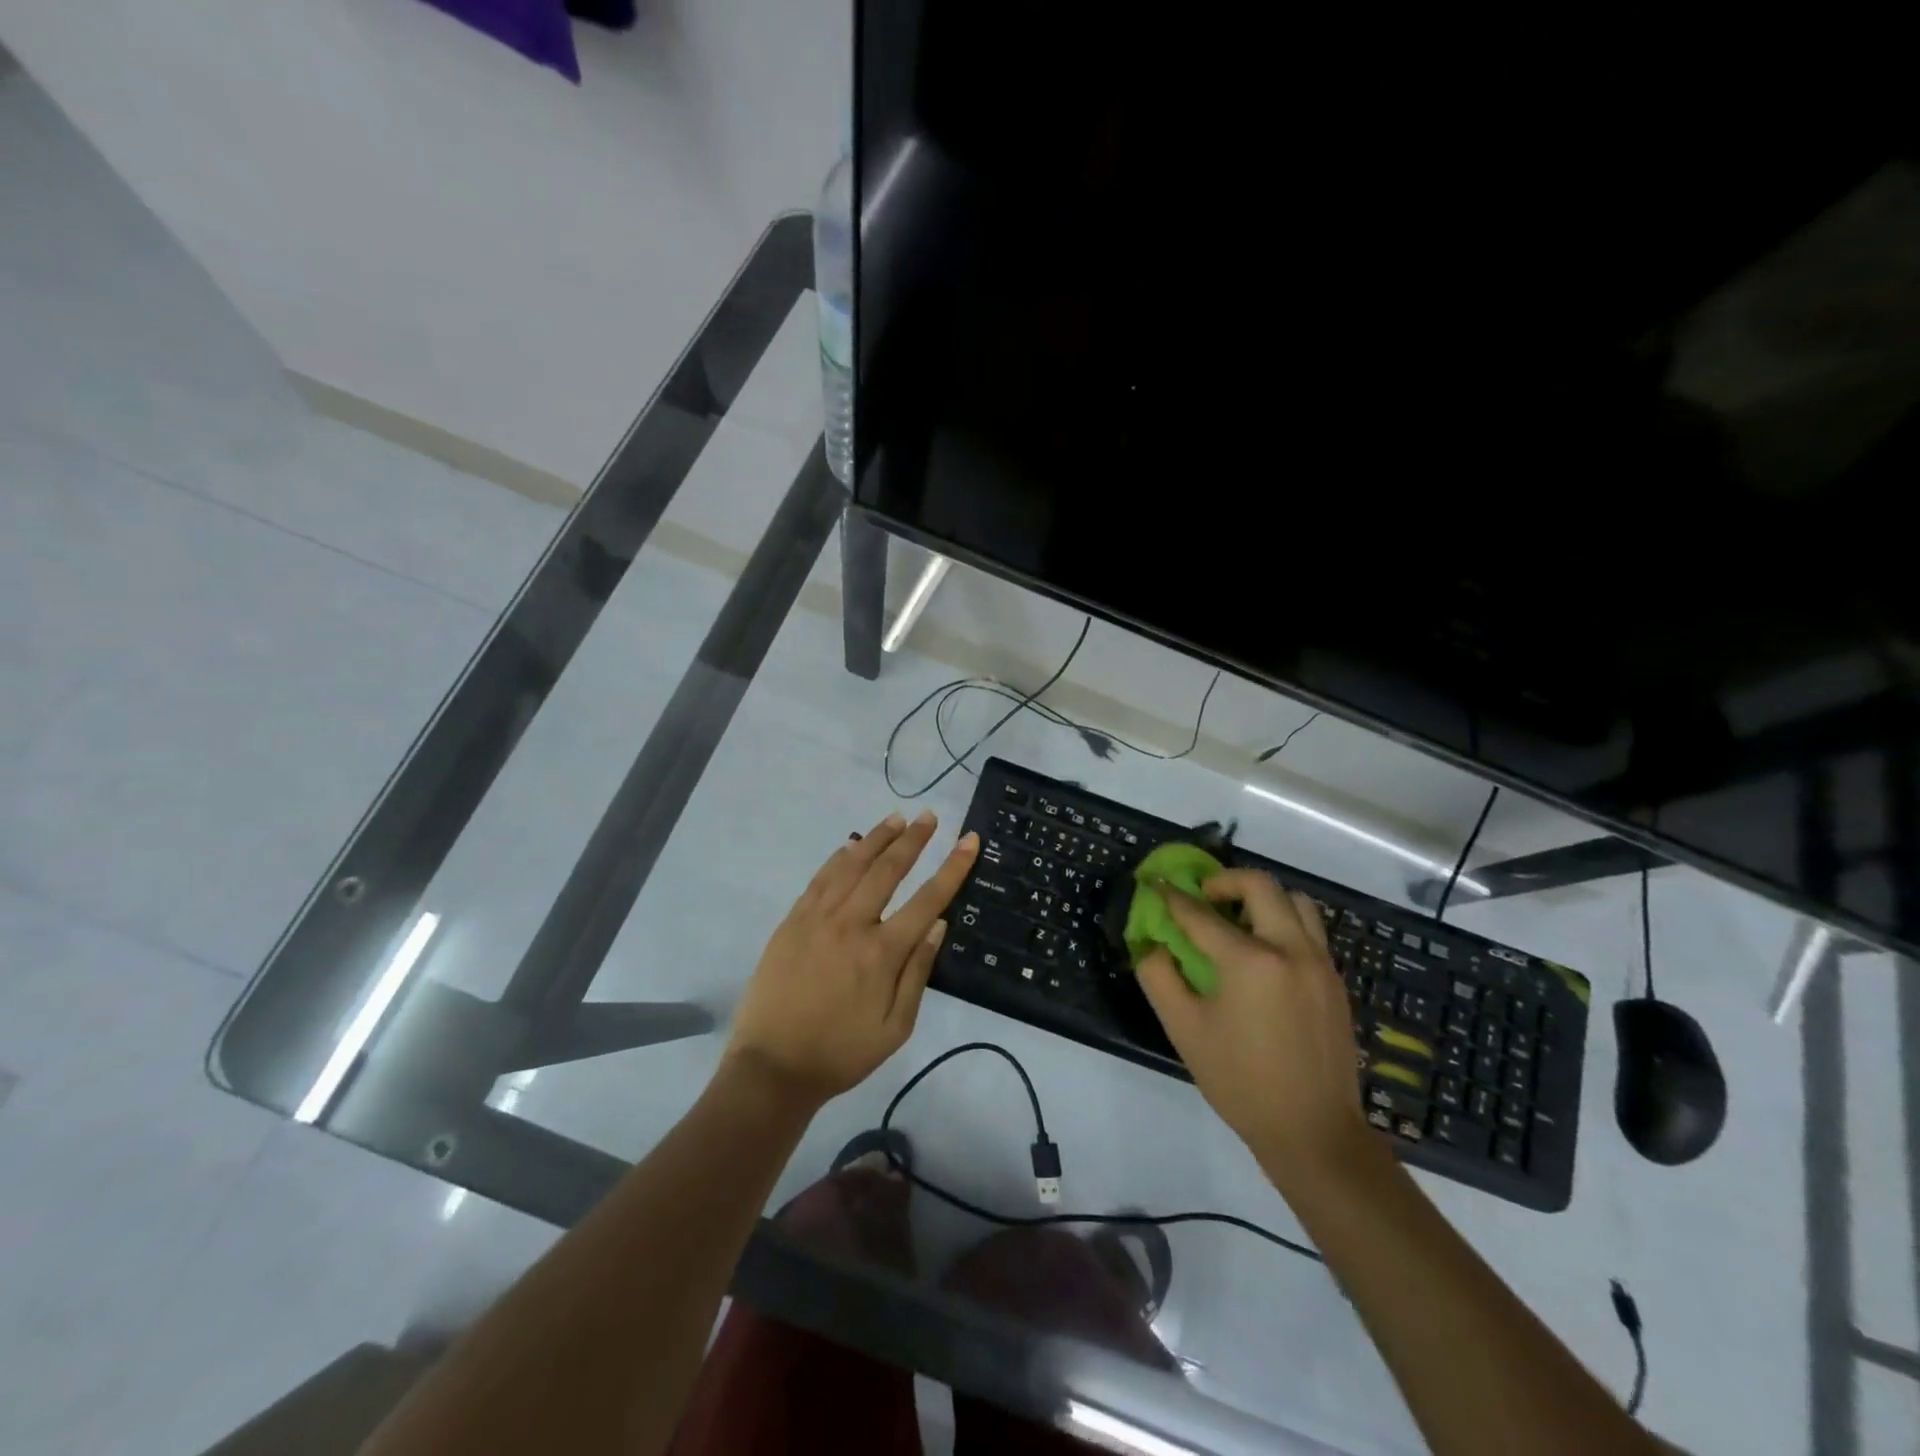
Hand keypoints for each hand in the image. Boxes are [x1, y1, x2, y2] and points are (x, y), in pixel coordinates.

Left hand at [726, 810, 979, 1108]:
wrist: (772, 1067)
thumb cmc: (841, 1053)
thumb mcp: (895, 1028)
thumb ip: (918, 973)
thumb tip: (938, 924)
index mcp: (882, 953)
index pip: (927, 898)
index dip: (952, 867)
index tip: (969, 840)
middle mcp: (851, 925)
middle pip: (888, 870)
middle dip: (913, 839)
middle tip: (930, 816)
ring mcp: (817, 919)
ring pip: (852, 865)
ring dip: (876, 838)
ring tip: (896, 818)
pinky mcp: (792, 922)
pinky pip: (820, 879)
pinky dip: (838, 857)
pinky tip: (850, 845)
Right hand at [1135, 869, 1372, 1185]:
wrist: (1314, 1132)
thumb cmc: (1241, 1081)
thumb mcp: (1184, 1030)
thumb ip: (1159, 977)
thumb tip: (1152, 945)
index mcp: (1250, 961)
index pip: (1202, 914)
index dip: (1173, 897)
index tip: (1156, 884)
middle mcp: (1290, 949)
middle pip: (1260, 885)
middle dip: (1225, 880)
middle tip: (1203, 897)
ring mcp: (1320, 963)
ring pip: (1296, 901)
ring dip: (1263, 898)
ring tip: (1239, 919)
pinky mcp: (1335, 981)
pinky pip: (1311, 930)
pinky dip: (1284, 922)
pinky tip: (1264, 953)